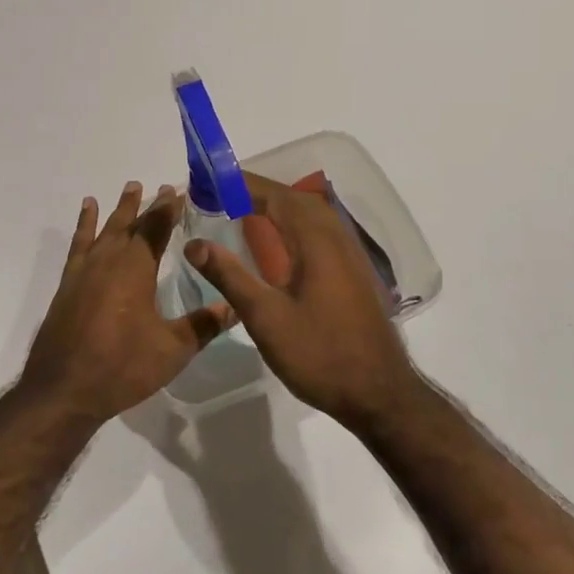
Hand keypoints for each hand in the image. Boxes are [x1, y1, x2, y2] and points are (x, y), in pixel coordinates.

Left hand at [21, 182, 234, 424]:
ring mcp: (85, 270)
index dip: (170, 209)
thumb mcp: (172, 350)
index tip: (181, 191)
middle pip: (132, 224)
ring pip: (106, 229)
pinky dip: (85, 224)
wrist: (63, 390)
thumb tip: (236, 306)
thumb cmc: (122, 368)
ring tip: (131, 187)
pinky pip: (79, 244)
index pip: (157, 228)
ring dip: (120, 209)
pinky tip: (88, 211)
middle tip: (163, 187)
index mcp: (136, 268)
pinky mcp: (69, 284)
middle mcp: (110, 260)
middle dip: (149, 205)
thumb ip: (204, 325)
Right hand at [187, 174, 420, 429]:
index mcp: (316, 242)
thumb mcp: (265, 318)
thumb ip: (230, 276)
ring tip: (246, 208)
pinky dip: (295, 222)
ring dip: (279, 204)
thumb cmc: (319, 355)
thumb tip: (194, 244)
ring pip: (312, 214)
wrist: (379, 394)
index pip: (277, 197)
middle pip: (297, 199)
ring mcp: (350, 255)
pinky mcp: (354, 273)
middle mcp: (337, 239)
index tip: (213, 179)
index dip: (245, 184)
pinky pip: (321, 230)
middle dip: (260, 190)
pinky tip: (282, 240)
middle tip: (223, 192)